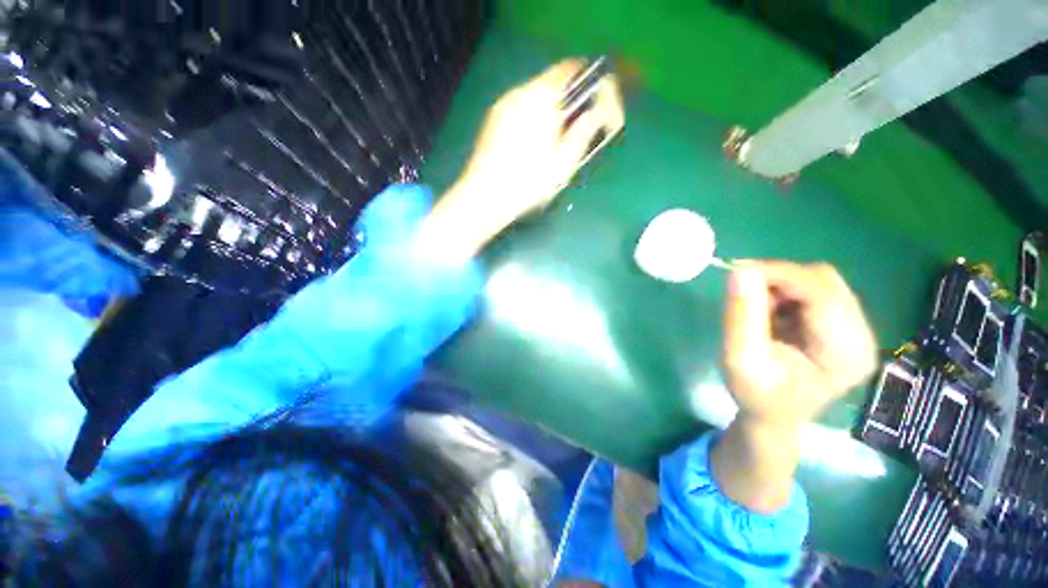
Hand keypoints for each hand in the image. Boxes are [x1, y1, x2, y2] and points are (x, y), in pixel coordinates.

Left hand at [451, 60, 624, 231]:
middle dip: (568, 99)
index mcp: (541, 98)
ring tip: (555, 138)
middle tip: (578, 124)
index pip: (569, 69)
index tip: (597, 94)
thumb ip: (584, 132)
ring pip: (534, 96)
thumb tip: (598, 112)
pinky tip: (533, 143)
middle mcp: (519, 93)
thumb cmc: (528, 183)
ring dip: (550, 109)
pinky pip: (519, 108)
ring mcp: (502, 105)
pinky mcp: (492, 120)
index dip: (587, 77)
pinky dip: (533, 116)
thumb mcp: (564, 162)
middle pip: (551, 83)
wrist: (485, 197)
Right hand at [722, 261, 878, 427]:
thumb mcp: (740, 359)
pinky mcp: (843, 325)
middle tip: (744, 295)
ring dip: (781, 287)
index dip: (779, 274)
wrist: (774, 415)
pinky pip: (814, 291)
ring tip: (758, 312)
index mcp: (845, 352)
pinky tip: (771, 315)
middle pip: (824, 281)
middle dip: (779, 280)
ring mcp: (856, 329)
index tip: (737, 270)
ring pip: (819, 282)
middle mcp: (862, 335)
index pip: (821, 293)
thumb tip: (740, 271)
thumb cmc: (756, 395)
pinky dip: (785, 294)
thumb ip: (741, 316)